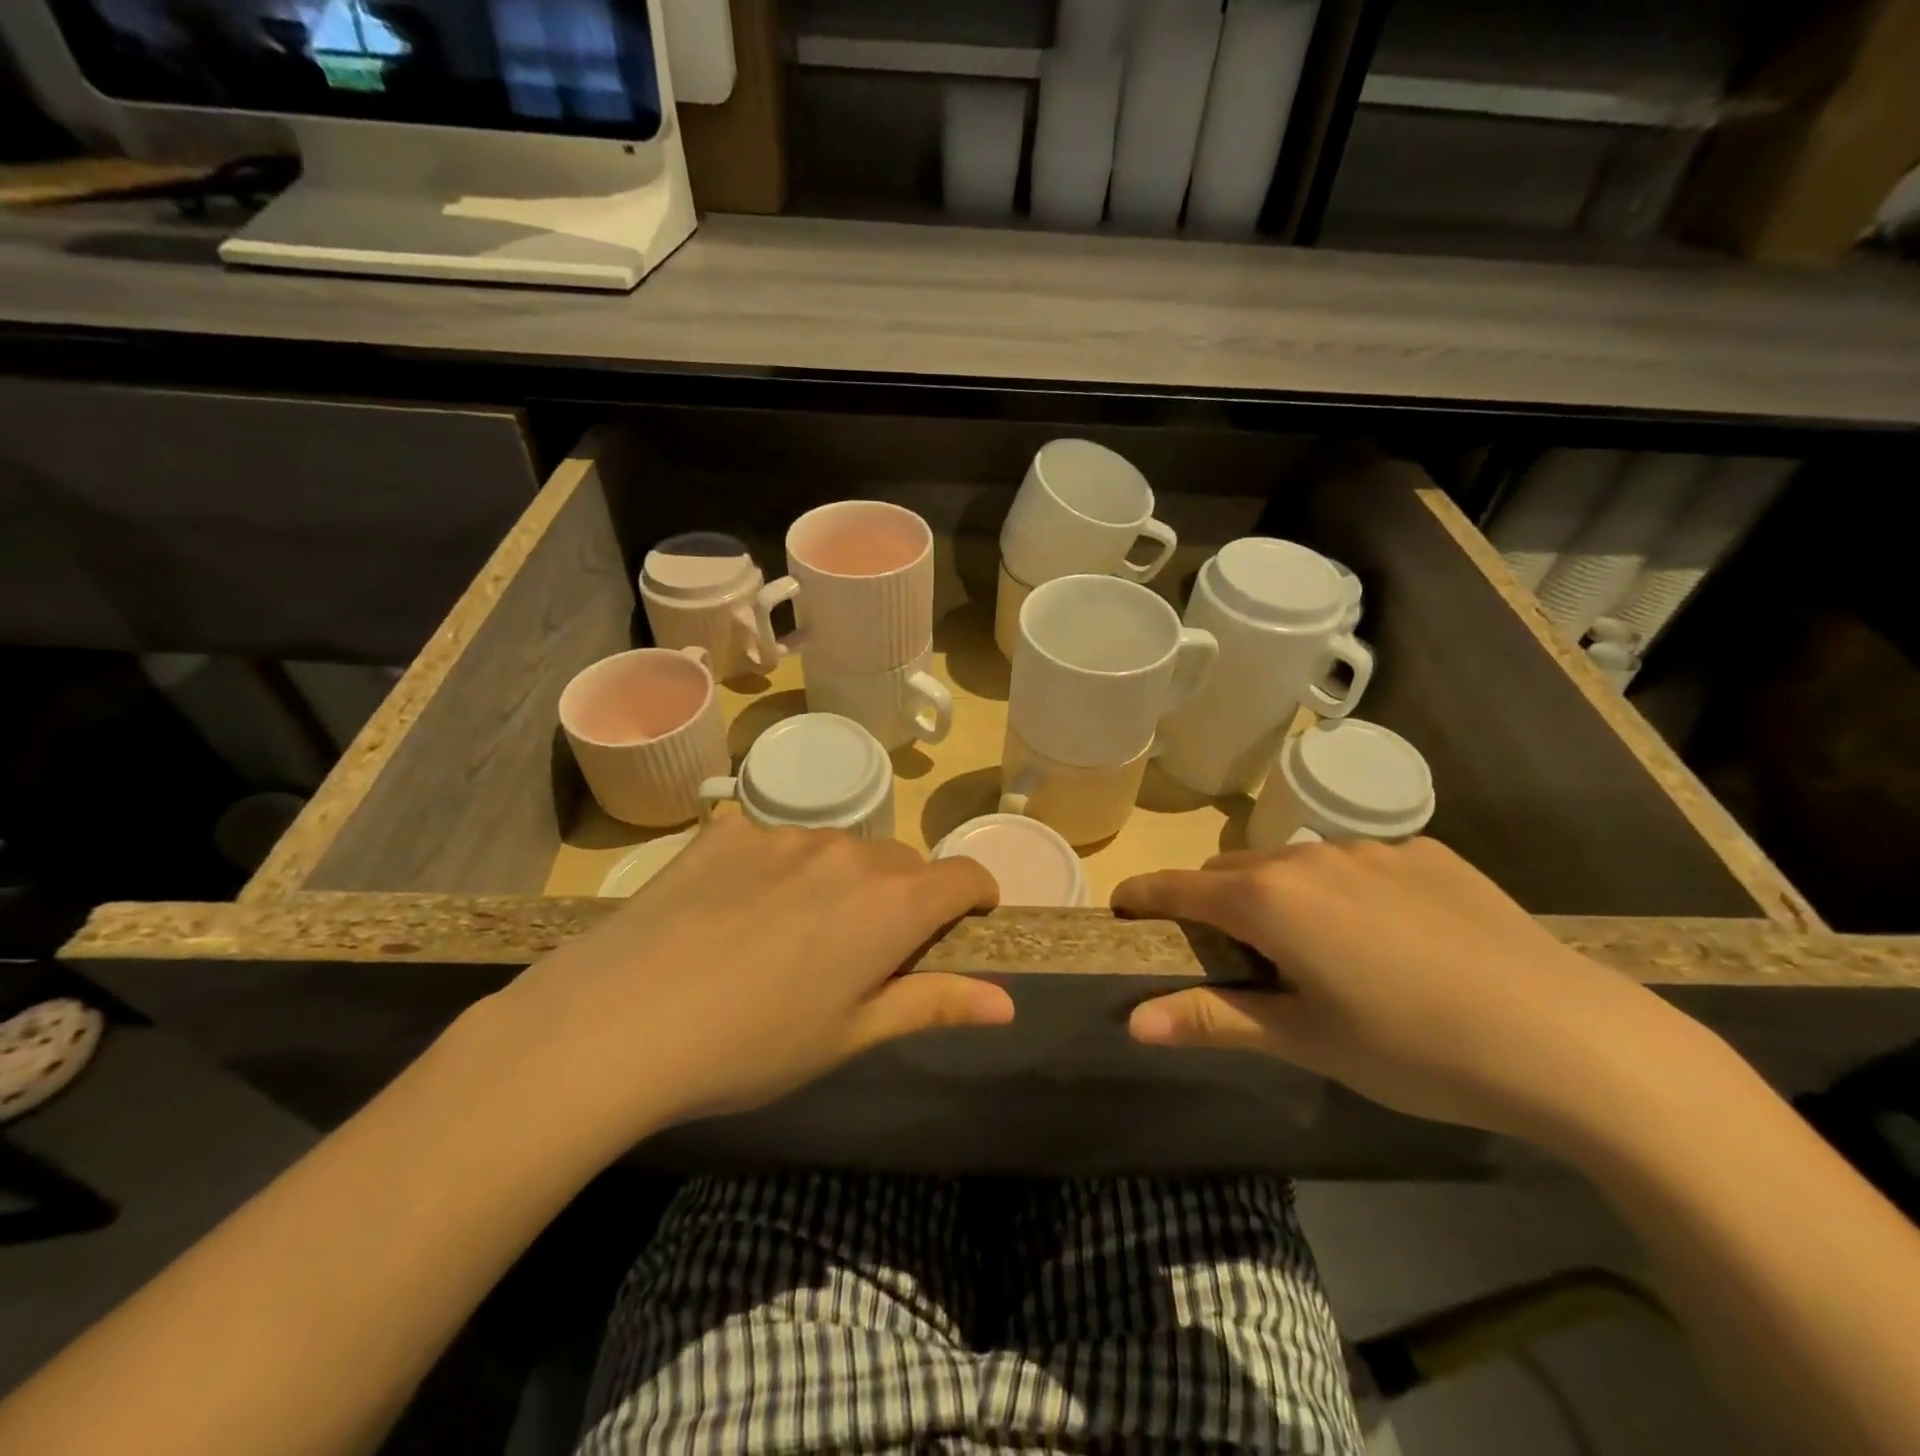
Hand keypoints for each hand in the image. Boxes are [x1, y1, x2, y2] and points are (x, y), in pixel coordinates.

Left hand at [476, 817, 1008, 1148]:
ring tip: (790, 936)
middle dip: (904, 899)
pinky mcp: (729, 830)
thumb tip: (1007, 1002)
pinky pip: (778, 841)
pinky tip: (735, 912)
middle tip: (861, 954)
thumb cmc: (751, 1046)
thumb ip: (934, 1004)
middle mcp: (849, 853)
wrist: (617, 1022)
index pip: (965, 877)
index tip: (963, 926)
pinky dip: (780, 868)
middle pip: (904, 863)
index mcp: (891, 905)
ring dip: (842, 881)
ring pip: (843, 849)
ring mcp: (785, 834)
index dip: (976, 899)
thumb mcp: (850, 1035)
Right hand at [1112, 839, 1710, 1148]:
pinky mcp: (1429, 854)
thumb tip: (1133, 1023)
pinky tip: (1393, 940)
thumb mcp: (1307, 1041)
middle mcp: (1312, 856)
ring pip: (1296, 863)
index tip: (1123, 908)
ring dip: (1280, 895)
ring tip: (1317, 951)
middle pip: (1233, 871)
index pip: (1179, 887)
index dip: (1143, 896)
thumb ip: (1214, 1019)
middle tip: (1233, 956)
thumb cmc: (1417, 1050)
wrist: (1575, 1041)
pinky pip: (1359, 864)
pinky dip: (1345, 892)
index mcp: (1270, 898)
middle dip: (1214, 904)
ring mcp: (1374, 849)